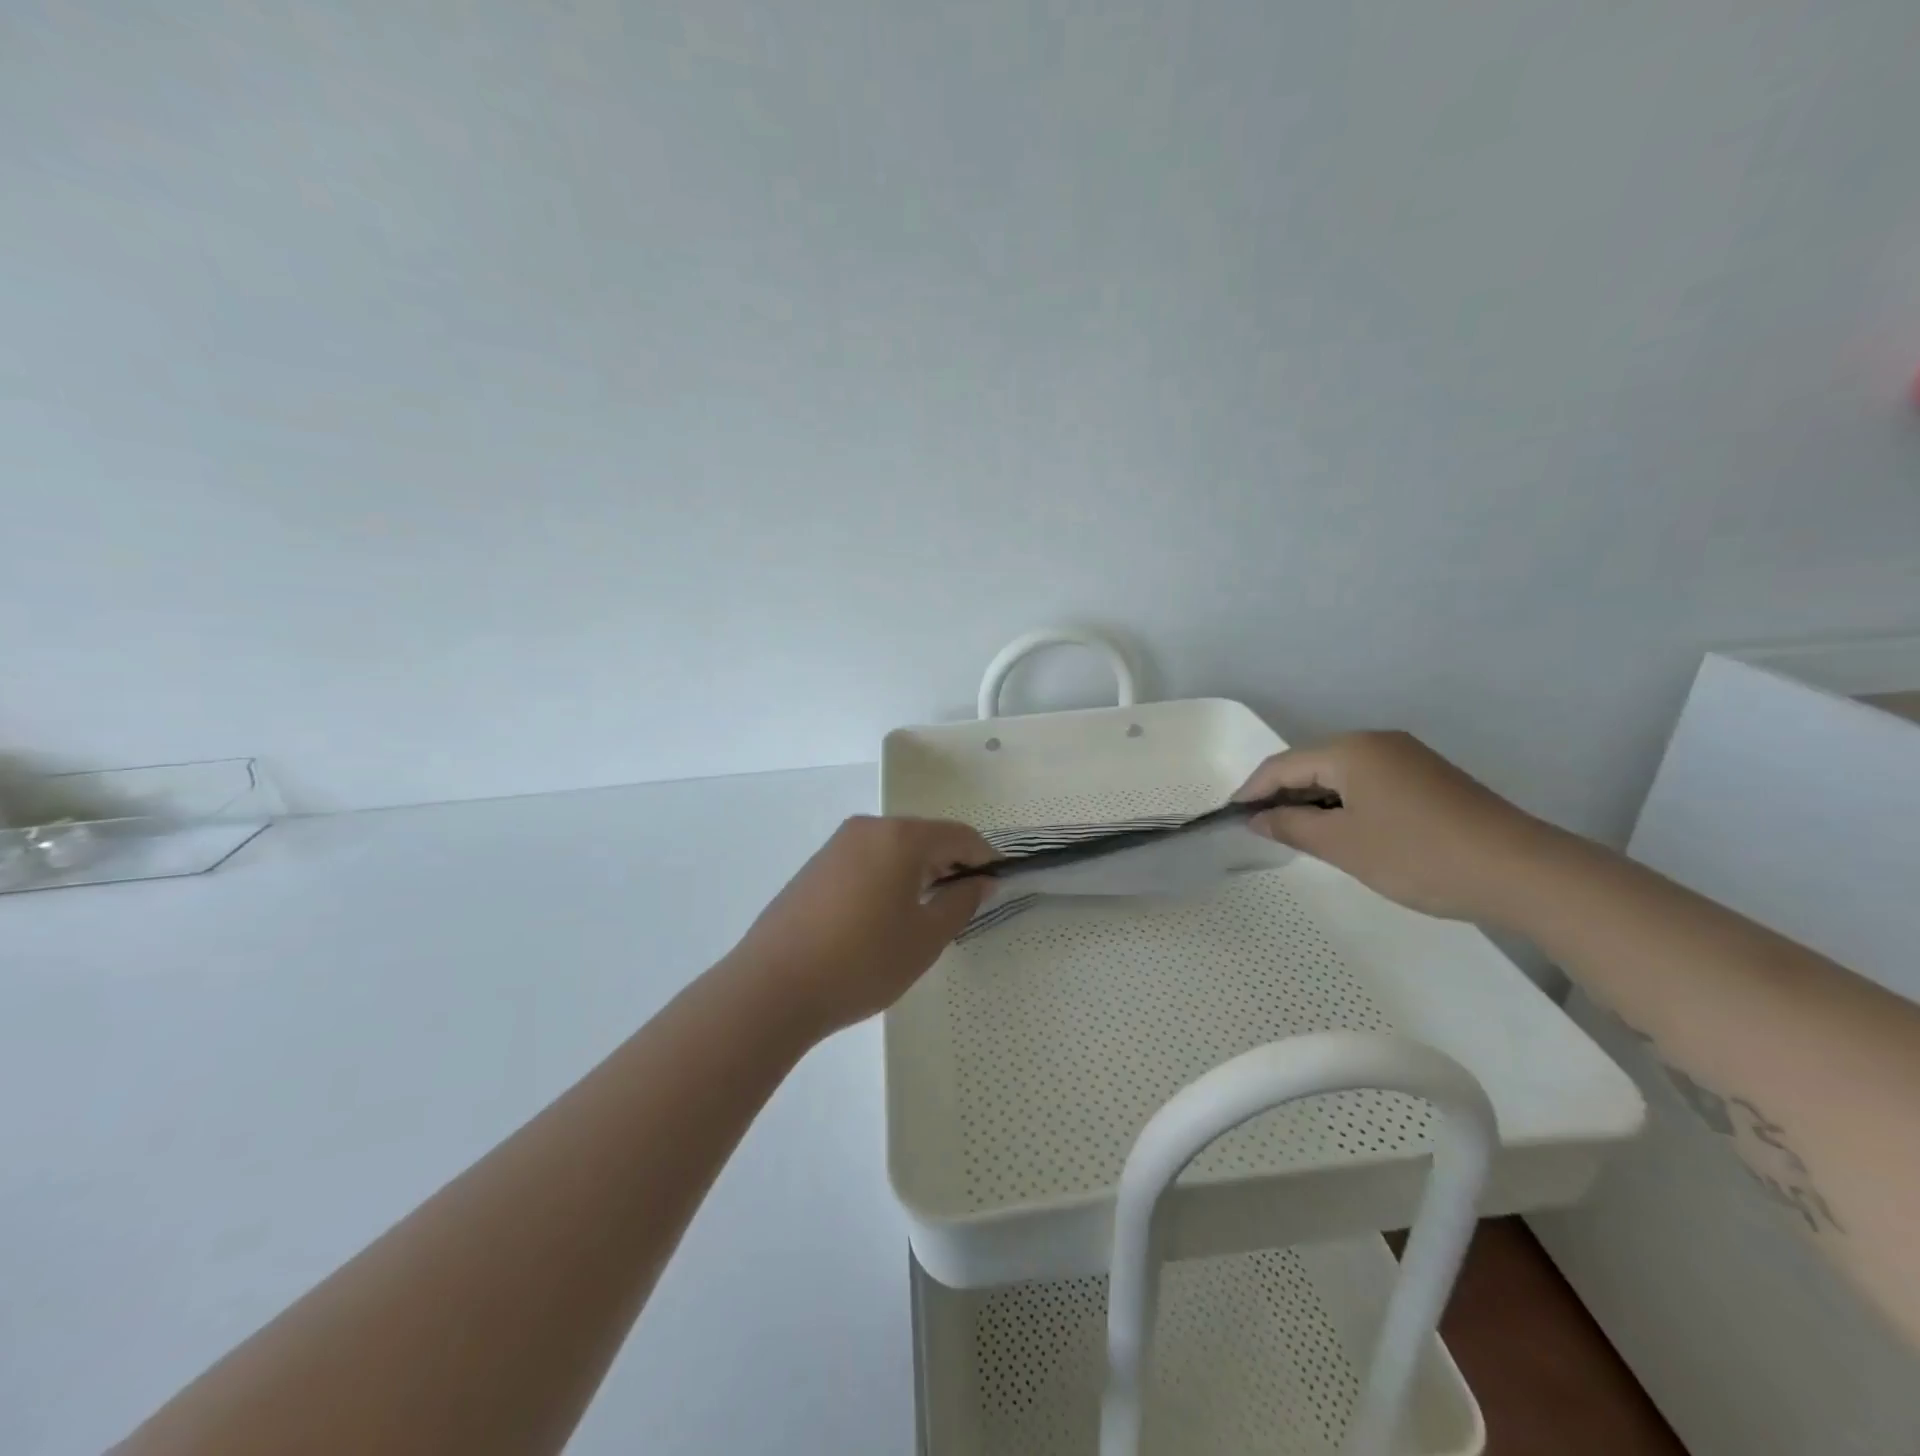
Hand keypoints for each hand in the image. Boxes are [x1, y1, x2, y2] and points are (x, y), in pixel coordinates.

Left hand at [729, 816, 992, 1036]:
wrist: (772, 988)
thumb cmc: (862, 962)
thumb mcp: (925, 939)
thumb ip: (961, 903)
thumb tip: (980, 881)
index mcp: (900, 837)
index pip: (958, 835)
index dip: (984, 857)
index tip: (996, 885)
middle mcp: (868, 828)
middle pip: (924, 837)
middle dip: (949, 865)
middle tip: (961, 906)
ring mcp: (837, 845)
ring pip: (893, 848)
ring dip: (917, 872)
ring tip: (923, 915)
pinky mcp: (816, 866)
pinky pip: (867, 860)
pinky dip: (887, 877)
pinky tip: (883, 916)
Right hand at [1235, 731, 1554, 921]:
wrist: (1522, 872)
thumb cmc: (1418, 855)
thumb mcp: (1343, 845)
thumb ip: (1292, 826)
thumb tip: (1258, 818)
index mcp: (1351, 750)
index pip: (1283, 764)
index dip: (1252, 790)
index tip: (1231, 817)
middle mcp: (1377, 742)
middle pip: (1312, 764)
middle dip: (1282, 794)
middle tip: (1262, 830)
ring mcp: (1408, 758)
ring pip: (1342, 774)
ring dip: (1314, 801)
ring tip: (1298, 834)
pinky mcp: (1429, 778)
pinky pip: (1369, 783)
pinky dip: (1345, 803)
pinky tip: (1345, 831)